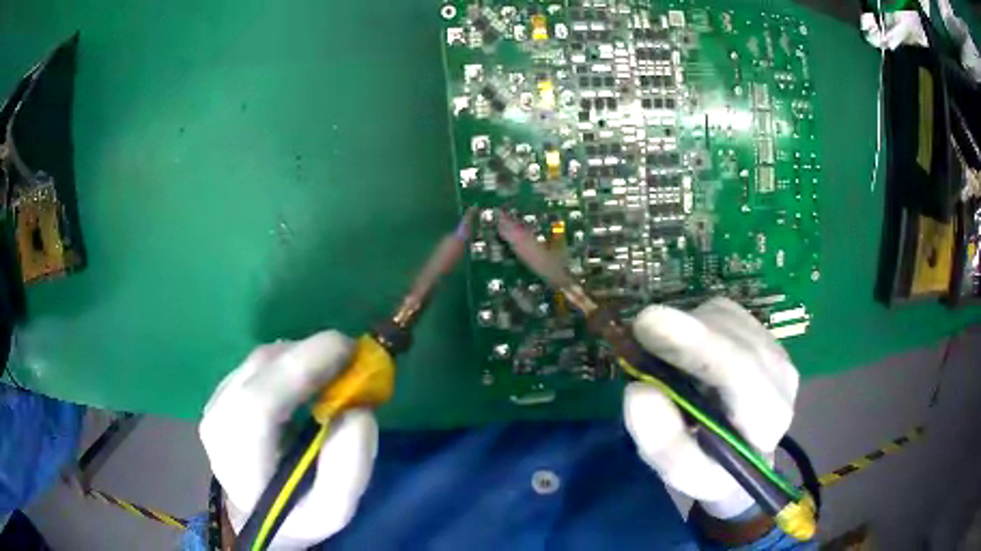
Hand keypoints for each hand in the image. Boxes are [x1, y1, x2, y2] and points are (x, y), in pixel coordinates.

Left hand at [199, 331, 377, 549]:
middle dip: (309, 354)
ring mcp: (214, 403)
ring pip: (259, 360)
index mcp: (240, 462)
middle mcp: (218, 423)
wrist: (257, 512)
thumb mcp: (334, 510)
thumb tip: (359, 411)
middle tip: (352, 357)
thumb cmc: (298, 514)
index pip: (259, 403)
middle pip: (260, 369)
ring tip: (333, 371)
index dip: (302, 367)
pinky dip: (288, 360)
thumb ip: (349, 468)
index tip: (348, 351)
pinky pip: (257, 363)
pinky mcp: (220, 392)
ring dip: (301, 355)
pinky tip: (307, 379)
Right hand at [623, 298, 797, 519]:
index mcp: (769, 419)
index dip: (696, 344)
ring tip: (666, 358)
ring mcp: (775, 348)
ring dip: (688, 330)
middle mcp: (782, 376)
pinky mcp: (762, 332)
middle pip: (733, 336)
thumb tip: (638, 389)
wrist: (741, 456)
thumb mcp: (684, 475)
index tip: (648, 324)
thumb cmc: (712, 470)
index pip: (740, 372)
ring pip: (726, 319)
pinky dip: (694, 322)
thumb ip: (664, 443)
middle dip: (686, 331)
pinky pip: (723, 312)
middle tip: (640, 331)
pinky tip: (686, 349)